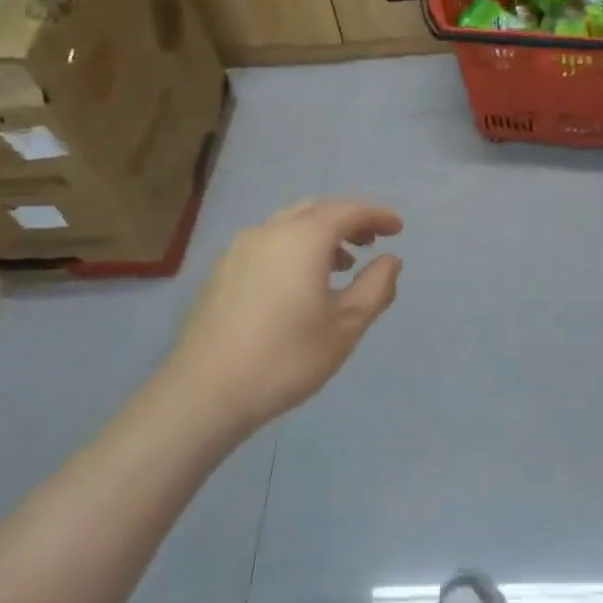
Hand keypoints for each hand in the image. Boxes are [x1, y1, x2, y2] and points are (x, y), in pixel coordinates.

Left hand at [171, 200, 403, 435]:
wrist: (204, 393)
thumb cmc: (286, 357)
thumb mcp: (346, 326)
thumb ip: (375, 287)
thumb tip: (390, 261)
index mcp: (304, 237)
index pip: (349, 210)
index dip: (377, 215)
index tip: (398, 228)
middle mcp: (270, 231)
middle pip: (317, 210)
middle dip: (348, 220)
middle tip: (372, 242)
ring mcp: (240, 249)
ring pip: (289, 225)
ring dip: (320, 235)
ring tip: (341, 266)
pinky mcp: (222, 272)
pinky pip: (269, 244)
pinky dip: (294, 248)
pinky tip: (299, 284)